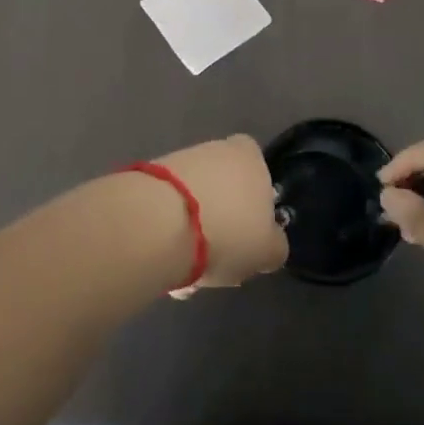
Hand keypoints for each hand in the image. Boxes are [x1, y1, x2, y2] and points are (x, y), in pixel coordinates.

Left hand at [153, 135, 288, 293]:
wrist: (160, 222)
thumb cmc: (228, 230)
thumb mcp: (269, 250)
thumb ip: (275, 244)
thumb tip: (270, 243)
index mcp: (249, 155)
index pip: (258, 173)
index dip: (255, 206)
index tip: (249, 236)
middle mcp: (215, 149)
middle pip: (224, 191)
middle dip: (221, 225)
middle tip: (218, 262)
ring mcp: (179, 161)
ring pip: (194, 205)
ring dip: (192, 236)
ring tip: (187, 275)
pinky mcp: (148, 180)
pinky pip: (167, 212)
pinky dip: (168, 236)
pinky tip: (166, 265)